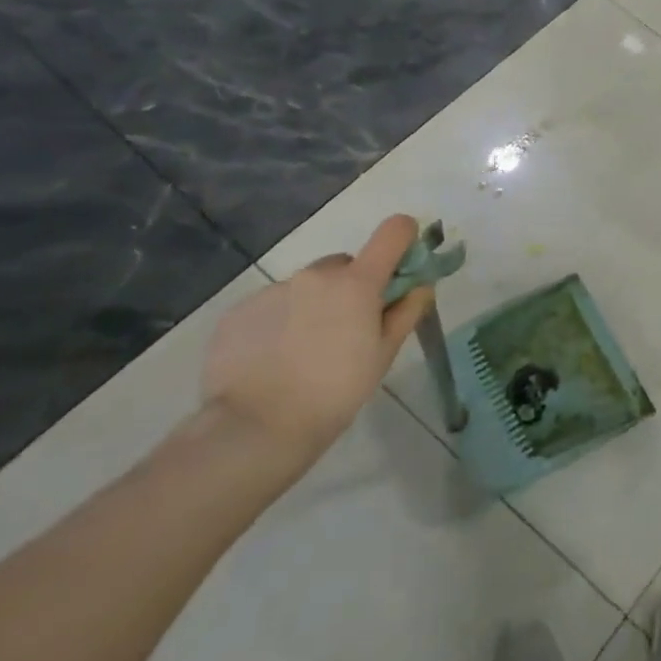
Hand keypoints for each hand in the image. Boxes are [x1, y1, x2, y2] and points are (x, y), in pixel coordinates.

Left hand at [199, 216, 434, 472]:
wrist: (254, 428)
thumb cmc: (336, 392)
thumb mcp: (383, 355)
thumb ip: (406, 311)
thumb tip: (421, 284)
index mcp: (357, 283)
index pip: (393, 232)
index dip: (404, 240)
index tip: (402, 267)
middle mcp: (314, 275)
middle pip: (345, 265)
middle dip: (353, 287)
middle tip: (350, 329)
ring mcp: (272, 291)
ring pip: (307, 287)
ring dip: (315, 305)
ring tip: (307, 351)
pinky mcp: (238, 312)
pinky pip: (272, 305)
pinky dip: (281, 322)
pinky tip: (276, 359)